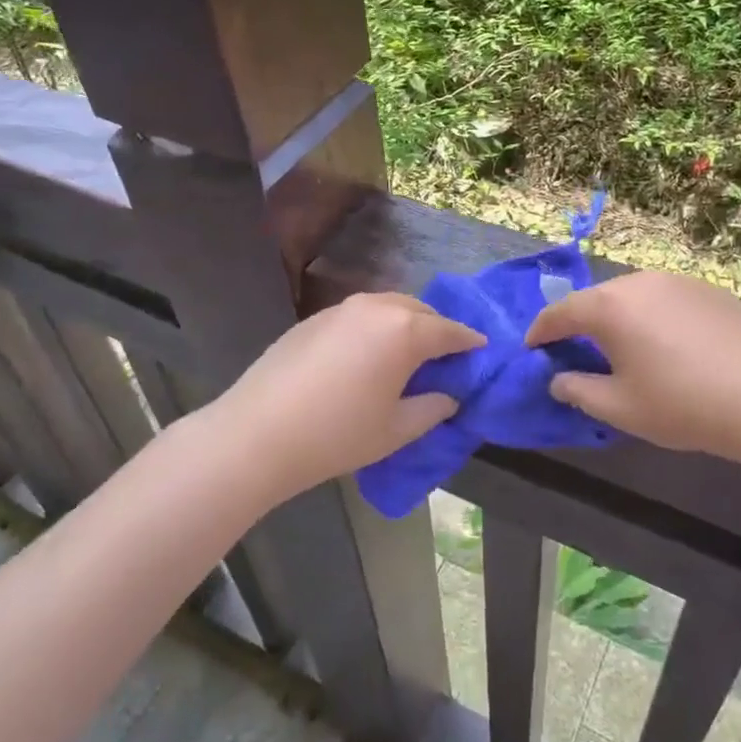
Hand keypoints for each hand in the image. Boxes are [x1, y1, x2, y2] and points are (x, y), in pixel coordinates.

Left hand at [208, 292, 484, 499]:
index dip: (469, 341)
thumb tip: (448, 396)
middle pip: (420, 311)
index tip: (482, 350)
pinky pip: (360, 314)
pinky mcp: (316, 317)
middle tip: (445, 356)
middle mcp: (377, 307)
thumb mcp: (396, 430)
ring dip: (406, 323)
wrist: (258, 432)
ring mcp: (342, 308)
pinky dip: (376, 326)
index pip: (450, 331)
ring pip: (388, 307)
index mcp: (405, 331)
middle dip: (438, 329)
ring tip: (408, 352)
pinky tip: (368, 354)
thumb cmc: (337, 434)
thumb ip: (431, 408)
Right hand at [525, 271, 740, 465]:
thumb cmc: (681, 406)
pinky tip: (669, 343)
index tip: (533, 348)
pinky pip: (666, 297)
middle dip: (581, 323)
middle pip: (597, 299)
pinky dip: (654, 315)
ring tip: (624, 345)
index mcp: (610, 307)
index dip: (542, 331)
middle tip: (577, 350)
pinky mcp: (709, 289)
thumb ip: (577, 390)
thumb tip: (558, 379)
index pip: (561, 312)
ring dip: (619, 316)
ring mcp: (678, 281)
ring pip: (633, 294)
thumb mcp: (619, 408)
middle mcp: (639, 282)